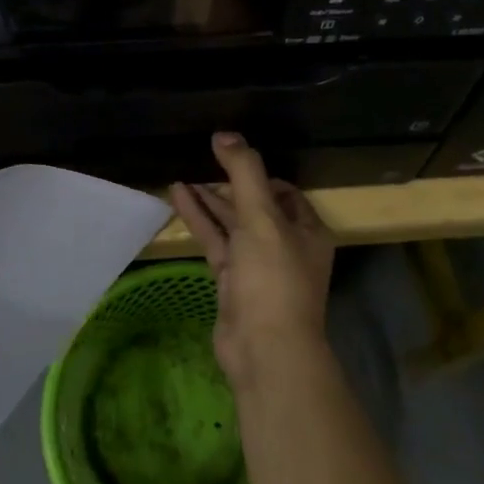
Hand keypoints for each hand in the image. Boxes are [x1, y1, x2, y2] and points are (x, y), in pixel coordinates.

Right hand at [171, 133, 335, 391]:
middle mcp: (286, 246)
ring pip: (232, 225)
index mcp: (306, 230)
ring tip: (180, 177)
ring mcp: (258, 266)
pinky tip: (177, 199)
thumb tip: (224, 134)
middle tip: (200, 163)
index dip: (258, 174)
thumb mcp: (262, 217)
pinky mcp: (234, 283)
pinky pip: (216, 243)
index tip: (229, 158)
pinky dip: (199, 221)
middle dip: (228, 186)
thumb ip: (244, 172)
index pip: (283, 192)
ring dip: (209, 202)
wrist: (264, 349)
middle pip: (255, 207)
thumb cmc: (272, 278)